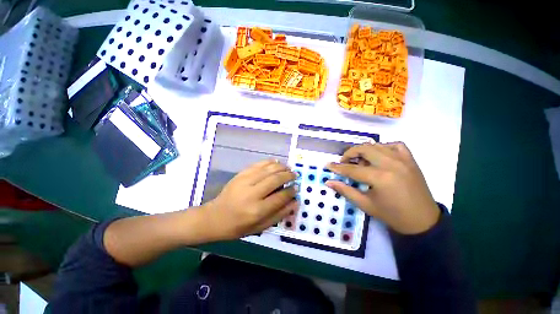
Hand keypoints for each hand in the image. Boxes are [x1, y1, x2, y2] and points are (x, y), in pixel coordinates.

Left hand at [203, 159, 297, 240]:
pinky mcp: (240, 175)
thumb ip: (279, 215)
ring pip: (268, 169)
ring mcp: (245, 181)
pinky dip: (269, 162)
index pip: (280, 197)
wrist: (215, 217)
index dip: (291, 191)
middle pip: (275, 179)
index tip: (296, 188)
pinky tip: (276, 162)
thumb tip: (295, 202)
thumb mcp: (260, 227)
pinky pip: (258, 164)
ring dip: (281, 167)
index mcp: (257, 210)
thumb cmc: (238, 226)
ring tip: (288, 168)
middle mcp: (252, 194)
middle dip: (288, 175)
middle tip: (294, 175)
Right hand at [326, 142, 439, 234]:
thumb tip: (329, 182)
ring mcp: (403, 160)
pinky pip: (395, 145)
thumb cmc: (391, 215)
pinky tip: (379, 155)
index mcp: (380, 178)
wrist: (422, 220)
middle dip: (350, 153)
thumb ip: (345, 190)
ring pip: (377, 145)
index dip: (338, 167)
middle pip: (364, 149)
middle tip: (344, 161)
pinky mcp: (411, 160)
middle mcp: (391, 164)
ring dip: (364, 150)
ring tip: (360, 160)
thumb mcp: (365, 204)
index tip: (328, 165)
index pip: (352, 169)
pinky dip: (384, 147)